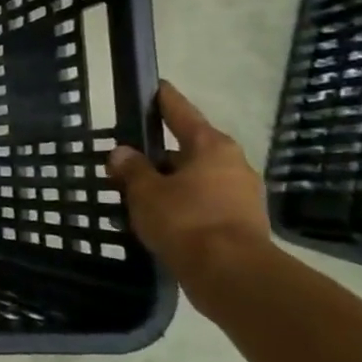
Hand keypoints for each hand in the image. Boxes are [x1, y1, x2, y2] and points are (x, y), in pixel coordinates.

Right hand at [106, 81, 273, 281]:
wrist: (231, 275)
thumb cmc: (186, 221)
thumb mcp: (146, 192)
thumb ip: (131, 169)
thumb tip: (122, 153)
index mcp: (211, 147)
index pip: (181, 112)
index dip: (164, 99)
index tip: (155, 86)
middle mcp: (232, 164)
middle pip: (188, 148)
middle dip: (158, 153)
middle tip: (127, 157)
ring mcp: (240, 195)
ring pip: (194, 179)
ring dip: (167, 183)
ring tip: (134, 192)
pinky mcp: (239, 223)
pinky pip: (201, 203)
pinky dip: (179, 205)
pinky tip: (155, 217)